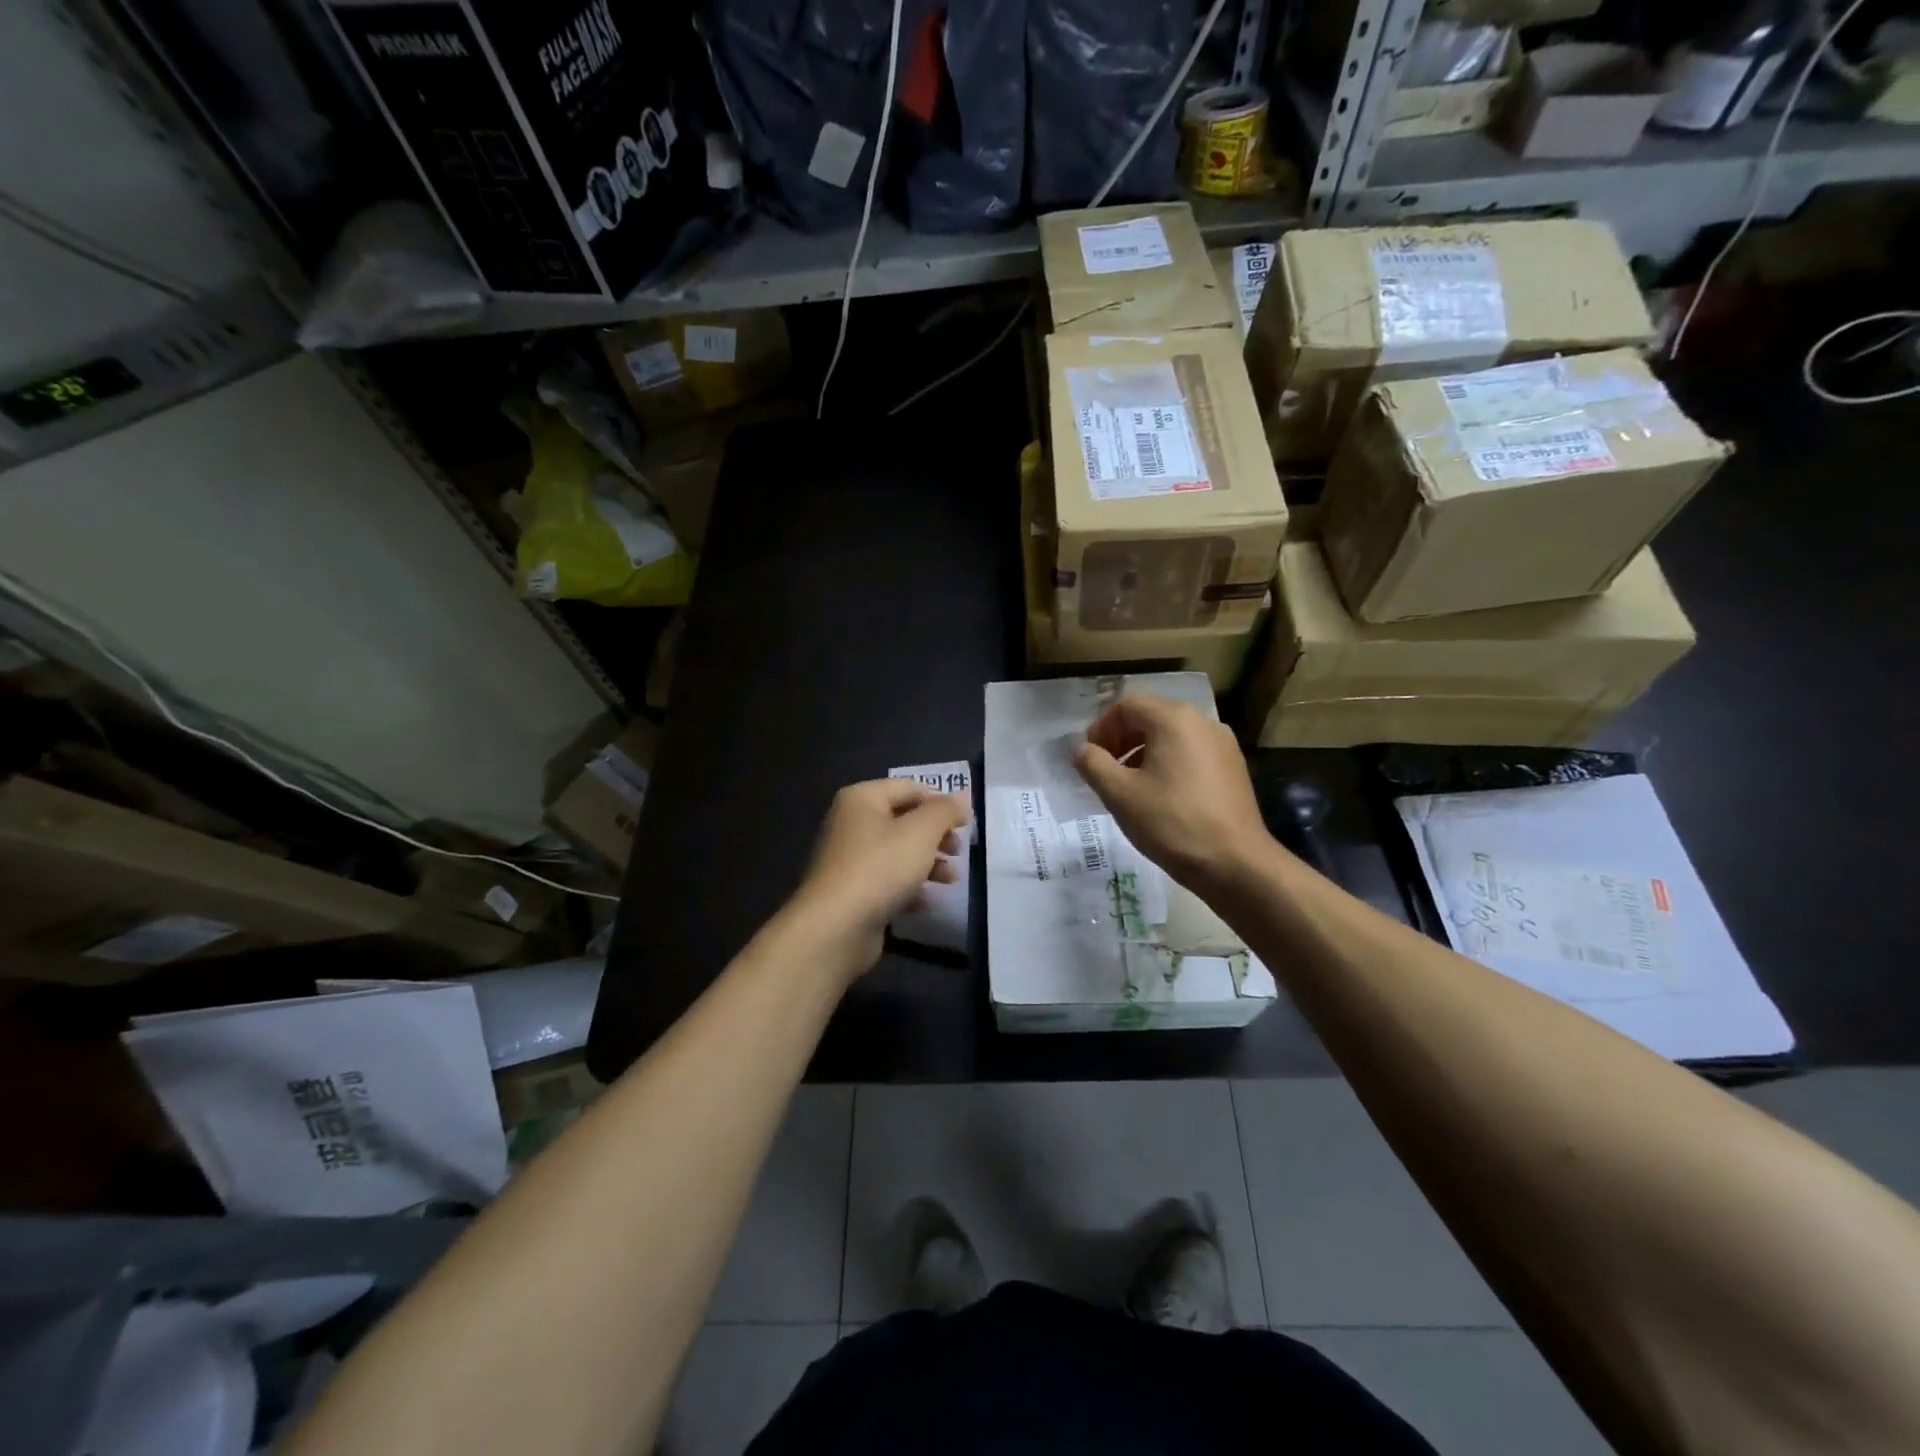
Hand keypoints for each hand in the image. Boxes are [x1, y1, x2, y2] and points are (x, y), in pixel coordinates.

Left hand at [787, 779, 969, 982]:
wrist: (835, 927)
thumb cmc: (880, 867)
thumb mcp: (921, 832)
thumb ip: (945, 811)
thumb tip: (962, 799)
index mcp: (861, 799)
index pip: (909, 788)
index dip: (940, 802)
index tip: (965, 823)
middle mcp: (851, 824)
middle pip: (904, 821)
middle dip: (936, 836)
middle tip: (957, 852)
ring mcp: (849, 860)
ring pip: (898, 853)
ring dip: (929, 863)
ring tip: (952, 880)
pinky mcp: (852, 892)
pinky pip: (887, 882)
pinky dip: (910, 888)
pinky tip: (929, 901)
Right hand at [1074, 693, 1274, 891]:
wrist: (1235, 863)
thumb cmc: (1171, 822)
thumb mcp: (1119, 793)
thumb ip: (1092, 764)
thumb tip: (1081, 749)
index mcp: (1173, 719)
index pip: (1126, 705)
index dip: (1101, 728)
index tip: (1090, 758)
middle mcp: (1202, 721)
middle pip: (1150, 716)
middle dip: (1121, 739)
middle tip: (1105, 771)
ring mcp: (1223, 744)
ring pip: (1171, 735)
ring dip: (1143, 752)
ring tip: (1129, 786)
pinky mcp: (1233, 767)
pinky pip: (1191, 752)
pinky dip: (1168, 763)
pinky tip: (1161, 796)